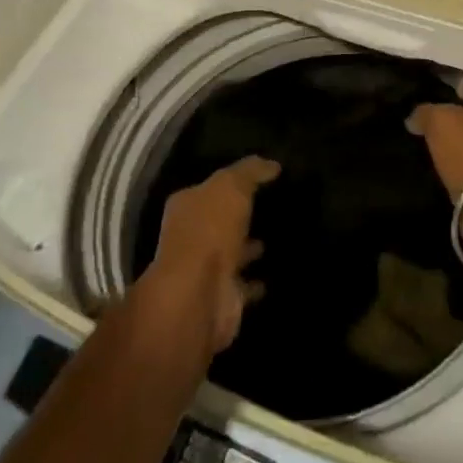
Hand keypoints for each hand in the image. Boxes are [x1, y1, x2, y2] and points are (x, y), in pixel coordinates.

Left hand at [142, 155, 278, 353]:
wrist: (199, 295)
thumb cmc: (210, 230)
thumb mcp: (232, 186)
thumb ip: (250, 172)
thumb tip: (272, 164)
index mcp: (186, 206)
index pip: (209, 188)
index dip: (231, 182)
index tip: (259, 179)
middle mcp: (190, 237)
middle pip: (218, 221)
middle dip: (239, 216)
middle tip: (271, 207)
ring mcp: (204, 270)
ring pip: (231, 253)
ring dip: (248, 248)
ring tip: (276, 237)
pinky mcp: (221, 297)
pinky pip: (243, 285)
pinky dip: (256, 282)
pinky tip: (275, 273)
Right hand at [407, 75, 462, 265]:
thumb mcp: (441, 122)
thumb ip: (426, 113)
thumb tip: (415, 117)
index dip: (456, 85)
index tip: (435, 89)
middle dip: (455, 117)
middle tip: (426, 121)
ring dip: (455, 145)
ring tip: (427, 146)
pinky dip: (457, 169)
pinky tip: (437, 170)